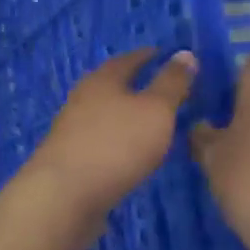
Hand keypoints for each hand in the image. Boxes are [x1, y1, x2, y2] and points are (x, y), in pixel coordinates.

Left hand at [18, 48, 195, 247]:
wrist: (64, 196)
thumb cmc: (116, 145)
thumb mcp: (156, 110)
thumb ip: (172, 83)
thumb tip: (185, 53)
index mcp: (102, 81)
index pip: (127, 60)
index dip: (147, 56)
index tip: (164, 55)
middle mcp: (81, 100)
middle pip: (110, 86)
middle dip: (133, 86)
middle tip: (160, 89)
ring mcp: (71, 132)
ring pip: (102, 116)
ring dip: (123, 117)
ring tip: (149, 124)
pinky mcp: (68, 161)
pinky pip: (98, 143)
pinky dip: (115, 142)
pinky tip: (127, 155)